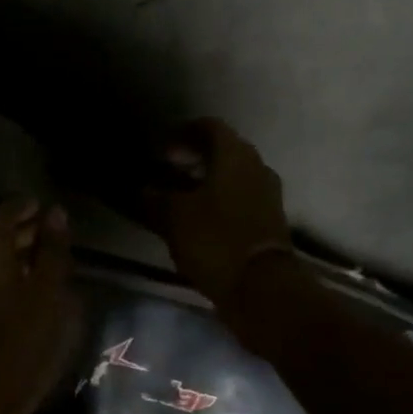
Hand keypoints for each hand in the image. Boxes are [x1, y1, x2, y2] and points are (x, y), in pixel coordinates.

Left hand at [0, 198, 80, 413]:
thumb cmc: (24, 342)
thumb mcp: (48, 293)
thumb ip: (52, 251)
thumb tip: (54, 212)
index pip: (1, 217)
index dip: (22, 206)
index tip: (45, 205)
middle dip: (26, 232)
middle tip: (56, 232)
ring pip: (0, 269)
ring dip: (25, 259)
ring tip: (56, 263)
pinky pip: (2, 292)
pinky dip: (22, 284)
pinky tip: (45, 299)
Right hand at [145, 119, 293, 324]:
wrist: (260, 286)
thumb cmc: (215, 239)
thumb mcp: (173, 217)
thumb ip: (155, 198)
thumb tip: (142, 189)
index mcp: (235, 155)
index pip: (209, 126)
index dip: (182, 133)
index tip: (161, 149)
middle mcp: (256, 167)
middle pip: (224, 150)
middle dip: (195, 156)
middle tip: (167, 169)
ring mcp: (267, 194)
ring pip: (233, 175)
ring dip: (207, 180)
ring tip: (179, 196)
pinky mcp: (269, 219)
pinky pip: (240, 197)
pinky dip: (219, 199)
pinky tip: (199, 217)